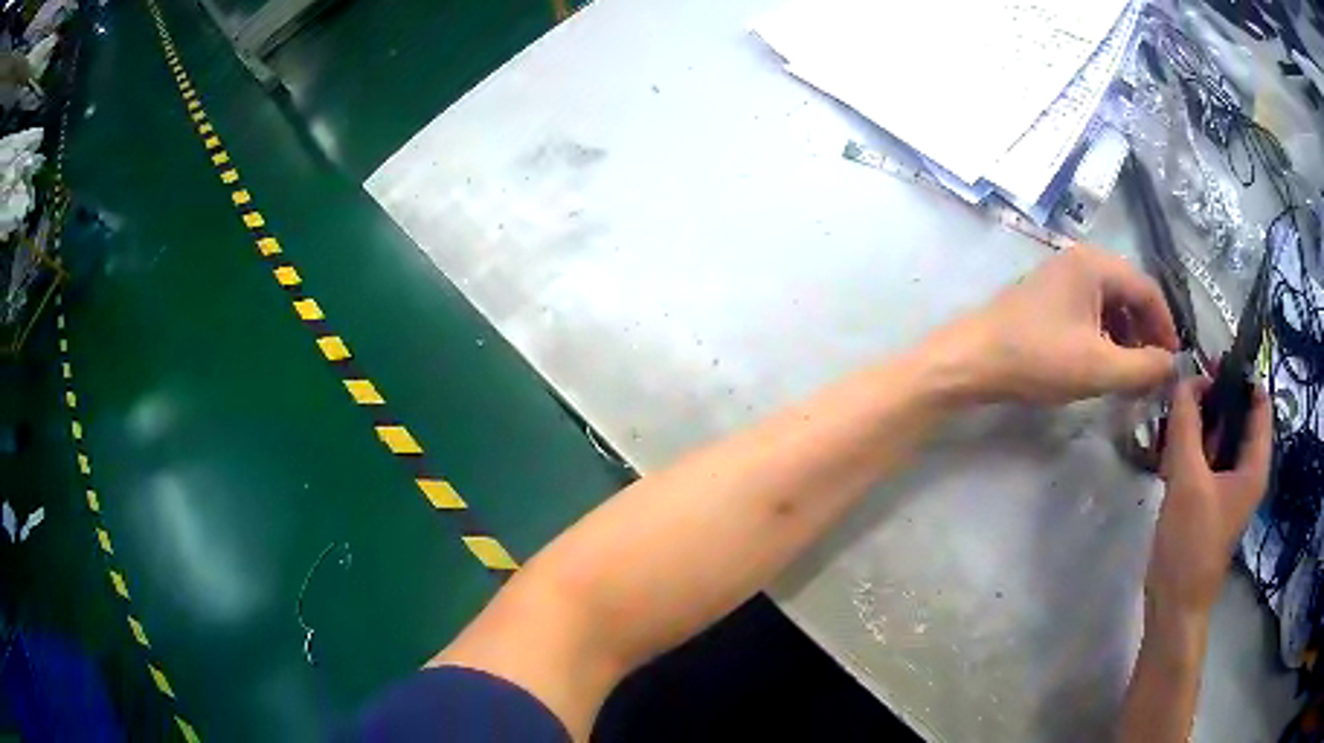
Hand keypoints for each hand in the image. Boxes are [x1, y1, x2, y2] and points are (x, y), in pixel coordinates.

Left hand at [933, 246, 1179, 403]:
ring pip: (1111, 305)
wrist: (971, 360)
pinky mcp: (1049, 298)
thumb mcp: (1099, 367)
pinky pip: (1091, 312)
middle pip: (1130, 294)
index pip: (1147, 289)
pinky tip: (1104, 365)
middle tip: (1153, 372)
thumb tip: (1172, 365)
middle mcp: (1081, 261)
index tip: (1173, 362)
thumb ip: (1143, 368)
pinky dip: (1105, 337)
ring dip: (1126, 338)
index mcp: (1096, 264)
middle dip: (1146, 333)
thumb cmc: (1038, 358)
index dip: (1166, 327)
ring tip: (1131, 375)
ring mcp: (1062, 277)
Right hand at [1148, 377, 1271, 616]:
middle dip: (1213, 398)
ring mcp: (1228, 487)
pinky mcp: (1210, 500)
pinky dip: (1191, 446)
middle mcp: (1246, 470)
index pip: (1258, 400)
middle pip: (1238, 416)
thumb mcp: (1187, 481)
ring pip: (1220, 437)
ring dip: (1199, 422)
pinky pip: (1206, 459)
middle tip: (1183, 391)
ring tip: (1172, 417)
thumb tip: (1183, 380)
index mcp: (1254, 463)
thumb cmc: (1190, 545)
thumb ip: (1186, 426)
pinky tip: (1168, 448)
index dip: (1239, 376)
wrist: (1174, 606)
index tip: (1210, 363)